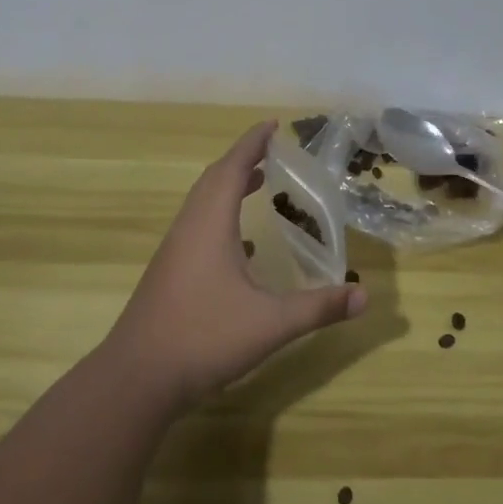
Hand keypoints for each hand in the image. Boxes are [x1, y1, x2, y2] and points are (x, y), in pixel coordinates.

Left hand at [103, 121, 367, 411]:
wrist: (138, 378)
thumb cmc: (204, 338)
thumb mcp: (270, 323)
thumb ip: (318, 308)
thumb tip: (364, 295)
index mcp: (210, 224)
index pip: (232, 168)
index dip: (252, 143)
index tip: (272, 125)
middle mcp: (189, 228)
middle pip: (213, 179)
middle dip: (241, 159)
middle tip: (270, 150)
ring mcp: (174, 251)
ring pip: (202, 204)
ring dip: (228, 186)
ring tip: (257, 183)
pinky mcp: (169, 273)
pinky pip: (197, 227)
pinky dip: (219, 217)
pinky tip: (240, 245)